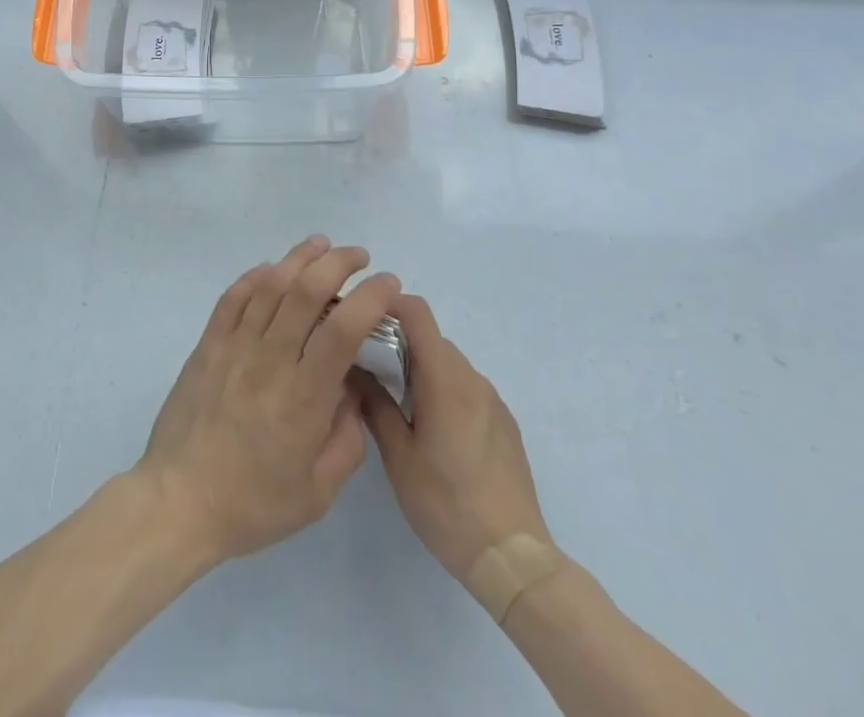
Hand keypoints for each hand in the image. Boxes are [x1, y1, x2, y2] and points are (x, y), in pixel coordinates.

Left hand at [137, 235, 399, 566]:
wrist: (179, 500)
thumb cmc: (253, 503)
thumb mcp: (318, 491)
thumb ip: (346, 438)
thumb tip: (351, 390)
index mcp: (304, 396)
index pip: (343, 329)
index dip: (370, 297)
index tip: (389, 284)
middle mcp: (270, 359)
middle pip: (306, 291)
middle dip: (337, 263)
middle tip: (359, 256)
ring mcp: (234, 346)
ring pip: (270, 285)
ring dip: (298, 257)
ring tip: (321, 245)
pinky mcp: (208, 345)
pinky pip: (233, 297)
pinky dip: (255, 276)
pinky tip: (271, 268)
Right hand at [357, 293, 553, 585]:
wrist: (512, 557)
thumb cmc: (446, 504)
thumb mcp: (398, 456)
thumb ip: (374, 404)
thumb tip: (352, 369)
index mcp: (445, 379)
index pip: (417, 313)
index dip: (388, 304)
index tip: (361, 319)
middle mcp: (472, 379)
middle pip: (431, 338)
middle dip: (398, 341)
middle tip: (368, 367)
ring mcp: (492, 400)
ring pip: (449, 364)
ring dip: (421, 368)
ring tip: (397, 402)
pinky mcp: (504, 422)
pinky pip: (467, 388)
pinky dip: (444, 389)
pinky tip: (433, 431)